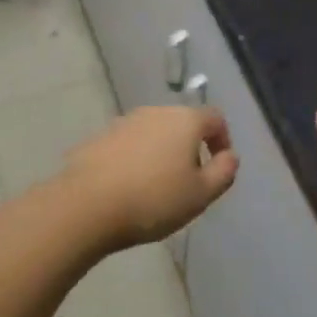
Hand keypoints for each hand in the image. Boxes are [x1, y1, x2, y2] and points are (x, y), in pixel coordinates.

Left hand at [62, 104, 238, 249]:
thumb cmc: (153, 199)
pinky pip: (128, 144)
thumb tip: (230, 156)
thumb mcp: (200, 195)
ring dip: (161, 152)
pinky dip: (135, 159)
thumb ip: (223, 172)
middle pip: (183, 123)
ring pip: (154, 133)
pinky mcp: (101, 137)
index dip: (222, 140)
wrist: (87, 205)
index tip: (219, 166)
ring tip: (156, 187)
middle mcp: (156, 111)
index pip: (215, 118)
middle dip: (190, 147)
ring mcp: (125, 121)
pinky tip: (128, 187)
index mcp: (185, 120)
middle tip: (188, 182)